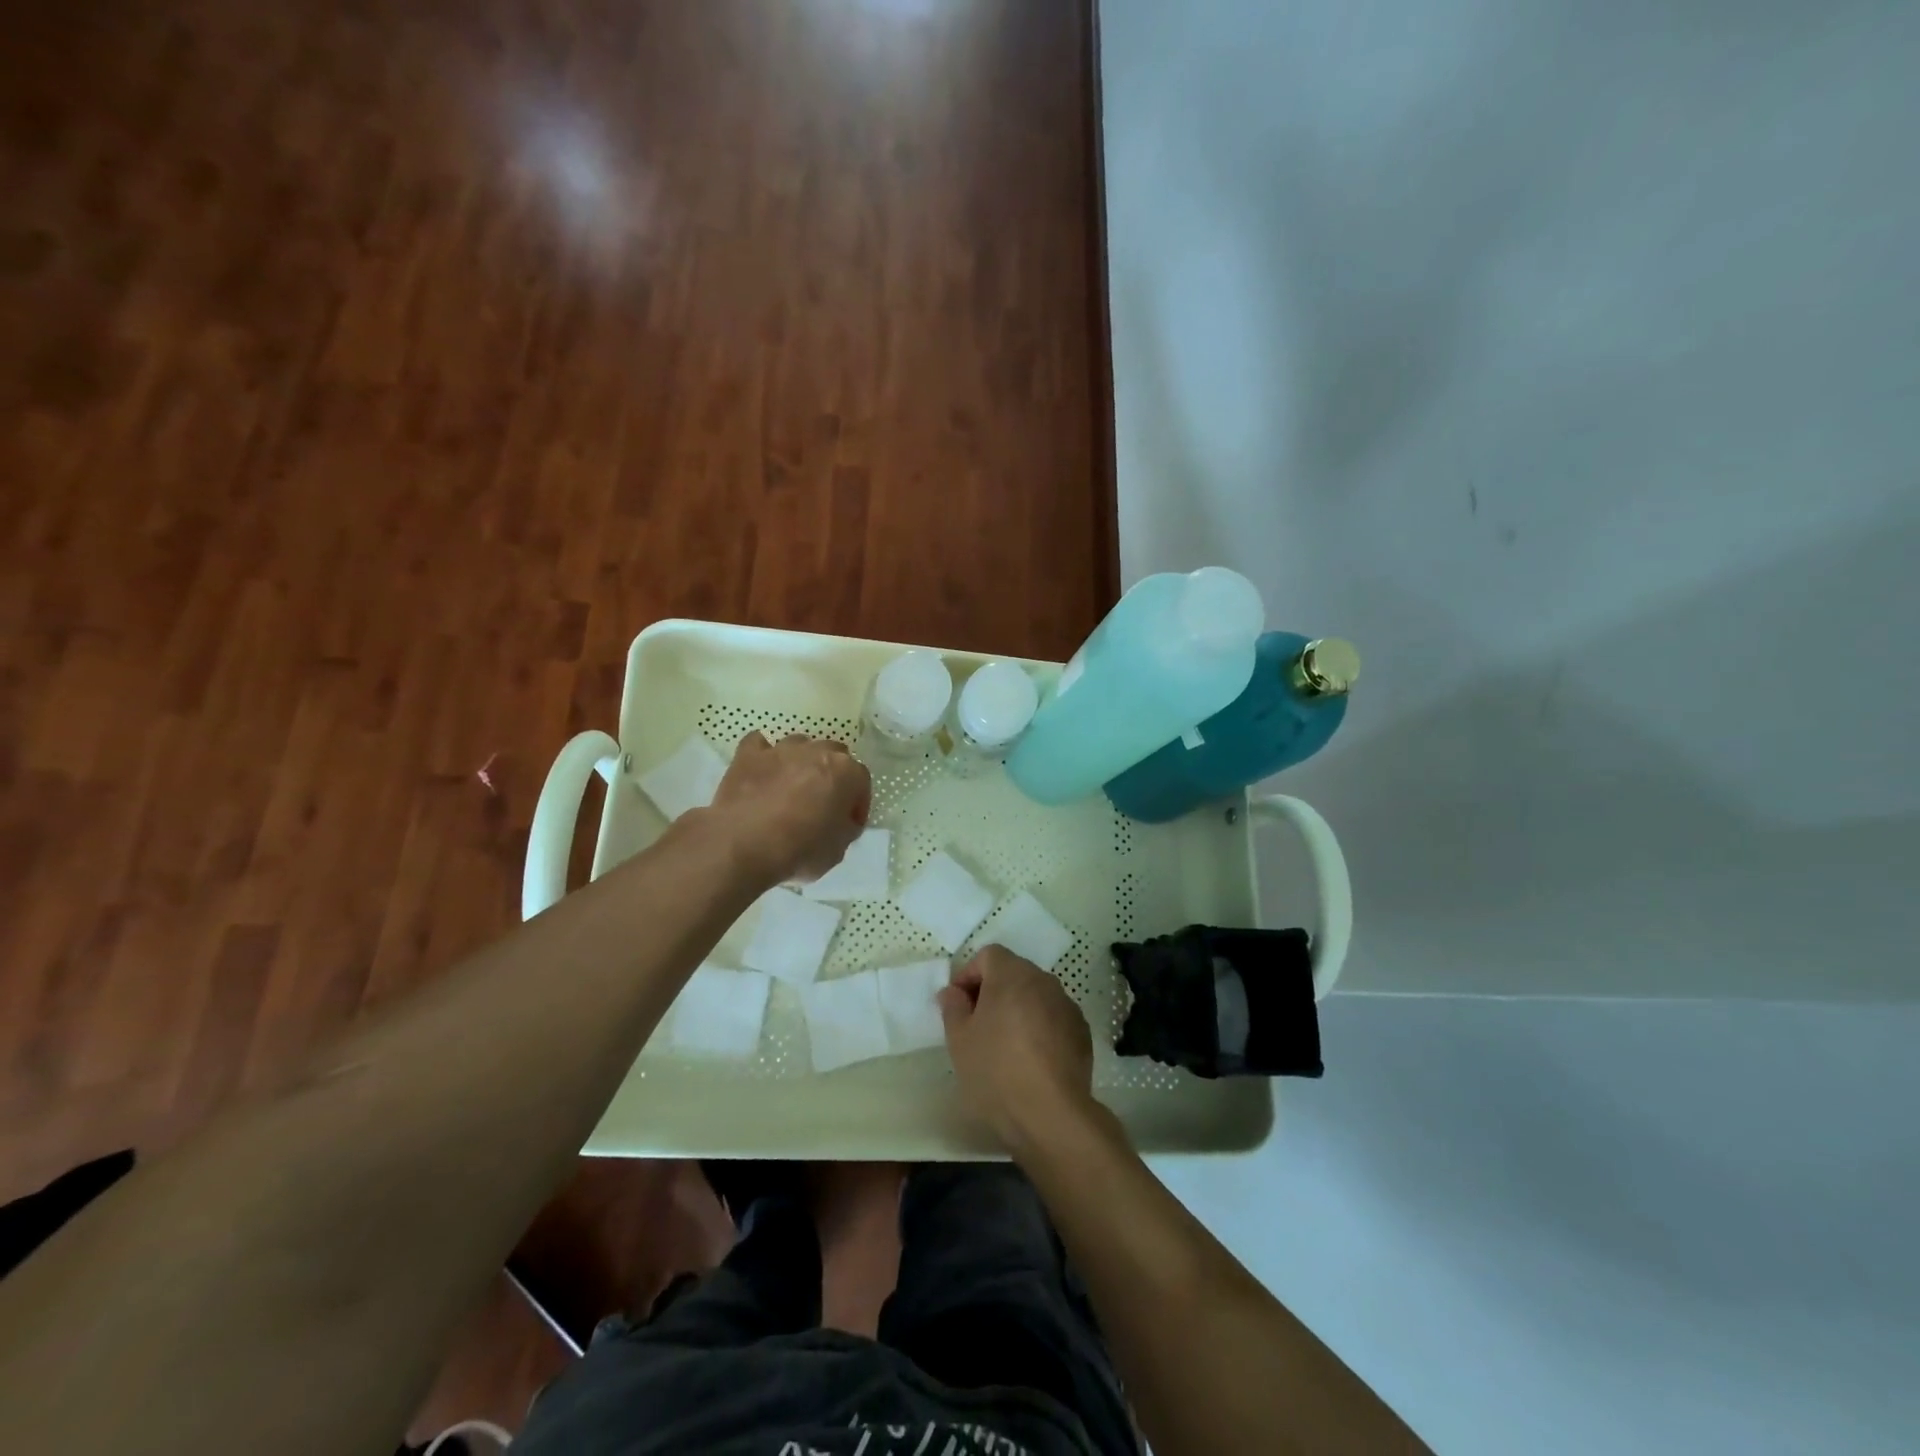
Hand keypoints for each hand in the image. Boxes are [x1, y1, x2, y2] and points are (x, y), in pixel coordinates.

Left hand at [708, 731, 870, 885]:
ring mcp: (781, 750)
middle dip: (832, 776)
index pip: (862, 782)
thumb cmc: (800, 849)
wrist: (743, 844)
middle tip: (822, 802)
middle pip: (834, 755)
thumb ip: (845, 828)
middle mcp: (817, 752)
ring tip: (790, 788)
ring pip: (799, 745)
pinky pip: (759, 745)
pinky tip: (761, 772)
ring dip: (800, 763)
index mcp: (846, 772)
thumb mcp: (838, 850)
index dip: (857, 804)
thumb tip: (840, 821)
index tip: (848, 824)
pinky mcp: (748, 755)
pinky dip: (763, 755)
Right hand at [939, 946, 1096, 1150]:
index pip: (988, 955)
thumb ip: (953, 1008)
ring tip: (1004, 1044)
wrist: (1051, 1114)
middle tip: (976, 1024)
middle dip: (993, 991)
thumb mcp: (960, 1041)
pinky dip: (1039, 1027)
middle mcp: (1044, 981)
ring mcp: (1067, 1006)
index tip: (958, 1005)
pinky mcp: (1081, 1032)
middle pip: (1013, 972)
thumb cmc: (996, 1071)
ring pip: (1035, 995)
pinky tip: (1030, 1059)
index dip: (969, 974)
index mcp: (1012, 975)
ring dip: (1017, 1008)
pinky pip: (1053, 1017)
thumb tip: (953, 992)